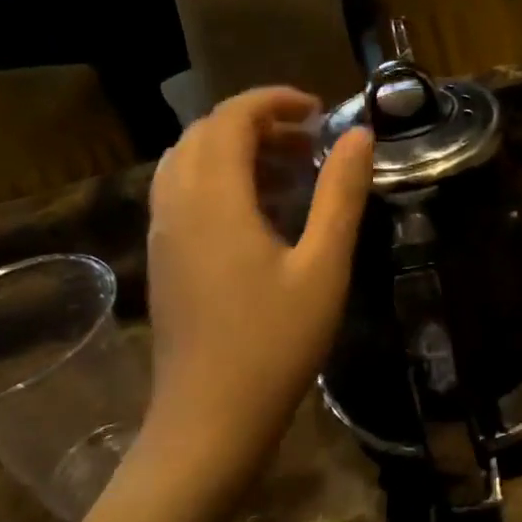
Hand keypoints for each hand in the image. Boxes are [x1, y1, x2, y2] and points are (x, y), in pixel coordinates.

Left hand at [143, 87, 372, 513]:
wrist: (209, 420)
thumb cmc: (274, 343)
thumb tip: (360, 136)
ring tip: (286, 171)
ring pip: (186, 161)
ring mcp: (162, 234)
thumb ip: (340, 194)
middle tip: (309, 143)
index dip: (273, 101)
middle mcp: (177, 205)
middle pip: (203, 133)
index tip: (319, 111)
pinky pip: (181, 192)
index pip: (231, 118)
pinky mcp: (162, 259)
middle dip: (256, 123)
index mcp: (214, 199)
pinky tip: (256, 212)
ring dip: (233, 149)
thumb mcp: (323, 266)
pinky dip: (216, 178)